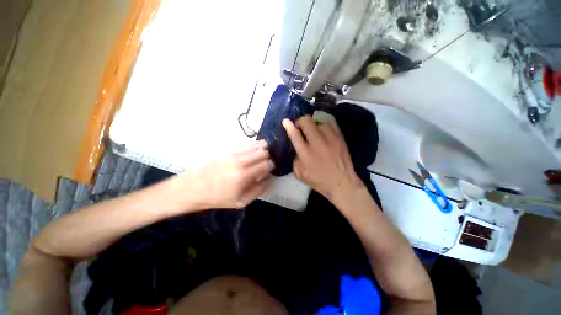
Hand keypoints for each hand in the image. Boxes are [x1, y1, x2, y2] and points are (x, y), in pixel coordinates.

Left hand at [179, 140, 273, 208]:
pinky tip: (254, 148)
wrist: (192, 188)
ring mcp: (233, 153)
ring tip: (263, 153)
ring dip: (262, 148)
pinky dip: (253, 145)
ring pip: (255, 145)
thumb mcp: (240, 201)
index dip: (271, 166)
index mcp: (244, 175)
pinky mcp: (227, 149)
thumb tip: (270, 179)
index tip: (271, 169)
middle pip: (263, 152)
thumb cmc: (217, 197)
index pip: (266, 164)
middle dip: (268, 157)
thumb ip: (259, 190)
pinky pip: (245, 143)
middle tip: (266, 162)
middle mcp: (240, 161)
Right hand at [282, 115, 364, 202]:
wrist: (342, 183)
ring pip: (319, 121)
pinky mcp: (340, 137)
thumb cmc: (319, 180)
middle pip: (307, 122)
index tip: (285, 121)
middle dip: (300, 122)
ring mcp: (330, 138)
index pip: (295, 135)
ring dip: (313, 124)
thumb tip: (296, 148)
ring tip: (313, 130)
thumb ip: (295, 159)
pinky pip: (331, 123)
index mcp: (305, 153)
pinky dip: (324, 123)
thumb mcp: (300, 174)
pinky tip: (322, 129)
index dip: (289, 126)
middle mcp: (317, 143)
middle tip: (300, 128)